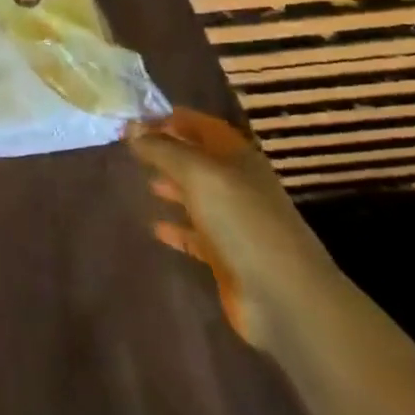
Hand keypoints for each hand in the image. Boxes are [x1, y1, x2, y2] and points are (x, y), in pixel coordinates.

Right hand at [126, 108, 330, 350]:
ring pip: (198, 196)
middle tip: (133, 148)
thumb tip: (130, 125)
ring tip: (144, 182)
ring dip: (173, 186)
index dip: (175, 118)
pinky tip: (156, 227)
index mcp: (238, 158)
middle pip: (200, 160)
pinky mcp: (228, 256)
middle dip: (169, 151)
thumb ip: (162, 149)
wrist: (283, 296)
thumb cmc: (242, 221)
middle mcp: (238, 185)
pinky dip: (177, 228)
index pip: (204, 126)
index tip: (139, 118)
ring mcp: (235, 222)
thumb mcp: (197, 174)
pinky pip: (196, 235)